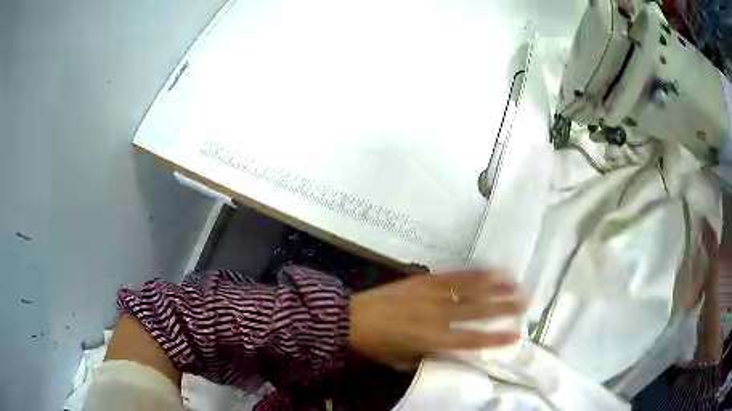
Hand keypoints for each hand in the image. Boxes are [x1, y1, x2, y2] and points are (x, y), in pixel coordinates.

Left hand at [349, 270, 523, 369]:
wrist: (351, 319)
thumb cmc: (378, 345)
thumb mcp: (405, 360)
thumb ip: (432, 355)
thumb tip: (453, 350)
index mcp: (432, 339)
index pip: (470, 340)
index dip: (494, 338)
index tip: (516, 335)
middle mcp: (436, 315)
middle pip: (476, 311)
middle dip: (503, 307)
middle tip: (526, 301)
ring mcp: (430, 294)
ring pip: (468, 289)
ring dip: (493, 285)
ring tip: (515, 281)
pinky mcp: (423, 280)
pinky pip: (452, 276)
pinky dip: (472, 273)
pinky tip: (487, 269)